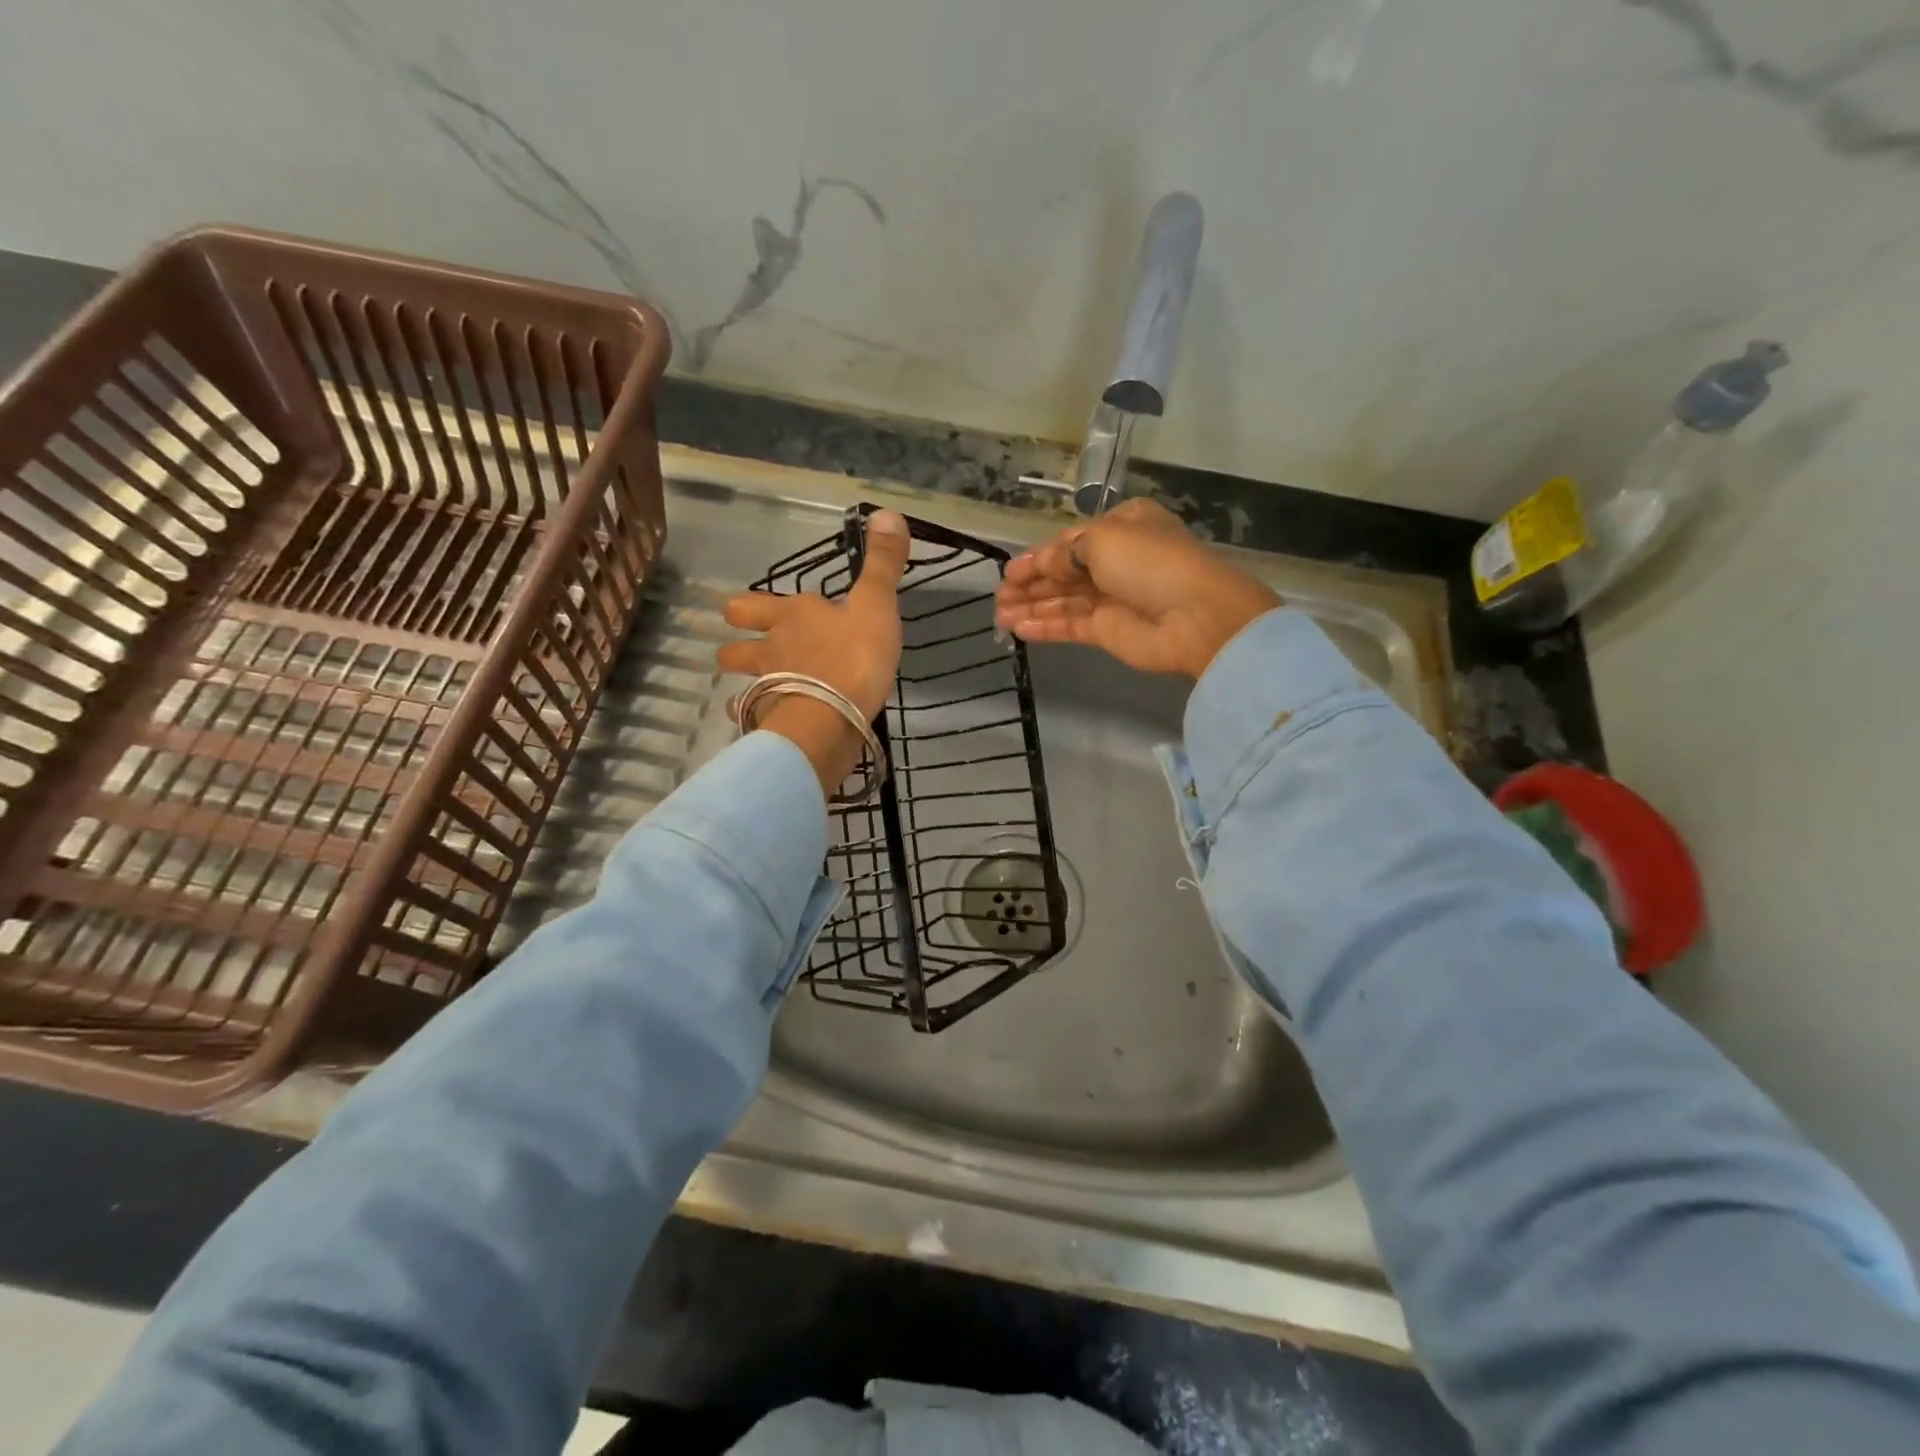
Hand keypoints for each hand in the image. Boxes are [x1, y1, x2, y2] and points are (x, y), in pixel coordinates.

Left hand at [719, 509, 912, 794]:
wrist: (831, 717)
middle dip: (737, 643)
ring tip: (752, 692)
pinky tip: (765, 725)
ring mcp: (765, 687)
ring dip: (743, 684)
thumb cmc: (854, 658)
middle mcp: (772, 648)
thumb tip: (887, 512)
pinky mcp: (769, 723)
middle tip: (741, 649)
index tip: (766, 611)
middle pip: (737, 643)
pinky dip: (757, 720)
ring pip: (741, 683)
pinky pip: (754, 720)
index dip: (757, 606)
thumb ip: (882, 565)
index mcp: (794, 616)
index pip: (758, 604)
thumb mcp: (876, 606)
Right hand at [994, 499, 1279, 677]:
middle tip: (998, 598)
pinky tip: (1019, 629)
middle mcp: (1116, 560)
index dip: (1037, 556)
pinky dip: (1045, 626)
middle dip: (1030, 584)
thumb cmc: (1149, 563)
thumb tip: (1041, 565)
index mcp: (1121, 527)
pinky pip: (1070, 625)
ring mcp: (1112, 597)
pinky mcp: (1109, 630)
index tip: (1008, 572)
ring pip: (1063, 600)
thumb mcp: (1102, 540)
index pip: (1069, 541)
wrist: (1194, 615)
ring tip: (999, 617)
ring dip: (1032, 607)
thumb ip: (1063, 553)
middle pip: (1063, 572)